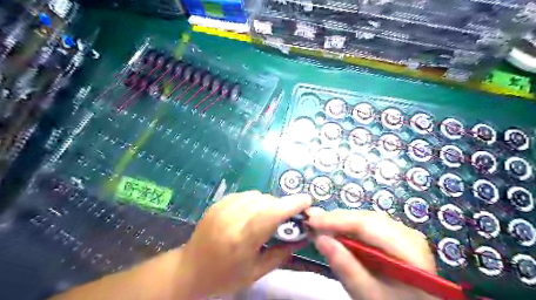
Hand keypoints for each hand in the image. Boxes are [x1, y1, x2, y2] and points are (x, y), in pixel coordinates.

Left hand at [180, 192, 311, 298]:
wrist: (190, 269)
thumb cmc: (225, 276)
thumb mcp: (257, 271)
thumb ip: (282, 252)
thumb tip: (304, 236)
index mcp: (243, 239)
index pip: (271, 214)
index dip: (292, 204)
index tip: (307, 201)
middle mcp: (233, 218)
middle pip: (266, 201)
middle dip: (281, 206)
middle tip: (286, 219)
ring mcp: (223, 207)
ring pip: (257, 195)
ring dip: (268, 203)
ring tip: (266, 217)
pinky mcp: (218, 203)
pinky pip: (245, 195)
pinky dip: (254, 201)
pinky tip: (251, 214)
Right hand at [308, 210, 436, 299]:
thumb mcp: (368, 294)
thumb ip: (345, 266)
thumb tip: (319, 238)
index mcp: (408, 248)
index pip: (366, 224)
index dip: (335, 220)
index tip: (311, 221)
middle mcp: (407, 233)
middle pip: (365, 218)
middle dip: (335, 219)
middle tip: (311, 222)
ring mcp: (403, 233)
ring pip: (365, 219)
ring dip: (340, 222)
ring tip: (319, 226)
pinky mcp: (395, 236)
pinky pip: (368, 226)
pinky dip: (349, 228)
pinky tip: (336, 232)